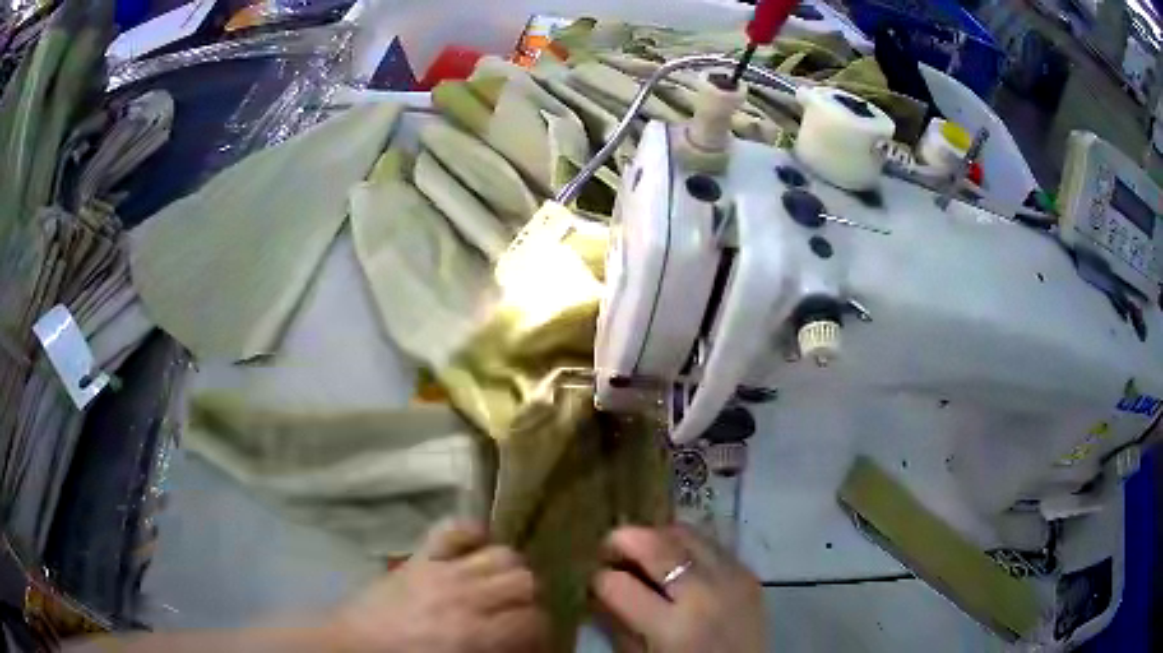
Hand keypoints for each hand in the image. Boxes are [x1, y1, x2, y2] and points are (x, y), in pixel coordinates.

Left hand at [328, 520, 548, 652]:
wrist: (355, 646)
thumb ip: (497, 651)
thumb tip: (526, 644)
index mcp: (475, 635)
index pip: (534, 621)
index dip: (541, 631)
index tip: (533, 640)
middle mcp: (465, 597)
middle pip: (526, 581)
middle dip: (529, 600)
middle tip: (517, 614)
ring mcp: (442, 571)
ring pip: (503, 555)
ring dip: (509, 571)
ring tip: (499, 587)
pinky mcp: (420, 556)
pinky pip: (454, 528)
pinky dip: (472, 533)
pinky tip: (476, 548)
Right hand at [592, 525, 764, 652]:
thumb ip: (618, 623)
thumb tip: (597, 591)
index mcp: (671, 627)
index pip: (619, 585)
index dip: (600, 579)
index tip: (595, 579)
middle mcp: (703, 594)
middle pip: (655, 545)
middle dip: (623, 539)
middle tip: (610, 547)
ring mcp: (731, 578)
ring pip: (685, 533)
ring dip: (656, 537)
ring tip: (644, 551)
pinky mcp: (747, 571)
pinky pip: (711, 543)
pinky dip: (686, 545)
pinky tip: (677, 559)